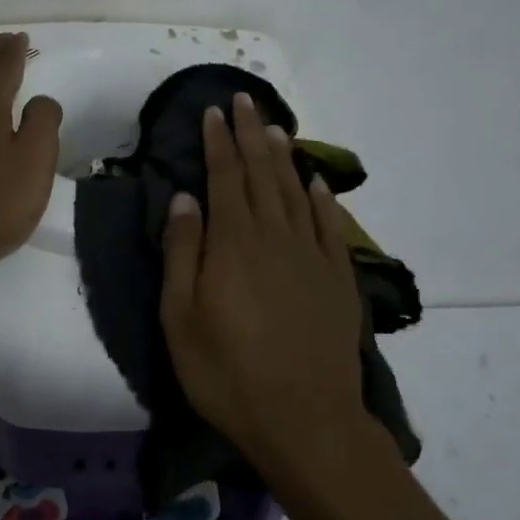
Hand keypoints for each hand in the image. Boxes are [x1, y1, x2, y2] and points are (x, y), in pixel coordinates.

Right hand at [159, 92, 367, 472]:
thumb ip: (183, 252)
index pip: (225, 177)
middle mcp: (275, 236)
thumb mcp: (181, 318)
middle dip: (251, 134)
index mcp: (234, 243)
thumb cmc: (228, 372)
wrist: (305, 419)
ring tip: (275, 128)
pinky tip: (317, 183)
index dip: (219, 142)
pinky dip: (322, 198)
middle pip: (262, 173)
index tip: (215, 111)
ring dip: (284, 157)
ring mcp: (312, 255)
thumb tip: (185, 198)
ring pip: (296, 191)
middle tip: (245, 100)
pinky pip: (330, 225)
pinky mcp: (338, 277)